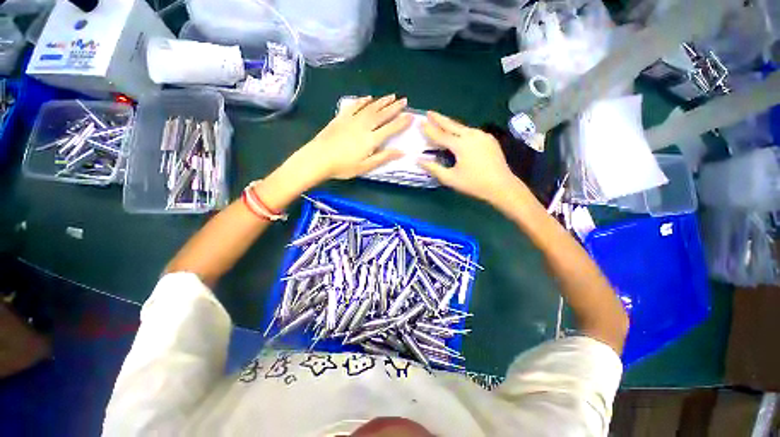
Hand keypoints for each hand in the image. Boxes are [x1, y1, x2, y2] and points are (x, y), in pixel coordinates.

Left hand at [288, 95, 412, 184]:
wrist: (318, 158)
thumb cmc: (343, 166)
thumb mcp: (365, 167)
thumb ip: (383, 157)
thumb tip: (401, 152)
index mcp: (371, 139)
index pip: (390, 128)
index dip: (401, 122)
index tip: (411, 116)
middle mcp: (364, 126)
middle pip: (382, 114)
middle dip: (394, 107)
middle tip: (404, 100)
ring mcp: (352, 120)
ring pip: (370, 107)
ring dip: (382, 101)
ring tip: (391, 96)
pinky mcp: (341, 117)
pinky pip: (354, 106)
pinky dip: (362, 101)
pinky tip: (368, 98)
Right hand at [418, 112, 523, 205]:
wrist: (502, 186)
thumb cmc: (473, 184)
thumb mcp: (450, 178)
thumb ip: (433, 168)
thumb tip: (418, 160)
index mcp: (461, 145)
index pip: (441, 135)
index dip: (430, 129)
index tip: (421, 122)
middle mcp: (472, 135)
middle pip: (452, 125)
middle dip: (440, 119)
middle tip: (430, 112)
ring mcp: (483, 136)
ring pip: (463, 127)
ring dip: (451, 124)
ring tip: (442, 122)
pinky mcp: (489, 139)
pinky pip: (472, 132)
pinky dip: (462, 131)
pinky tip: (460, 134)